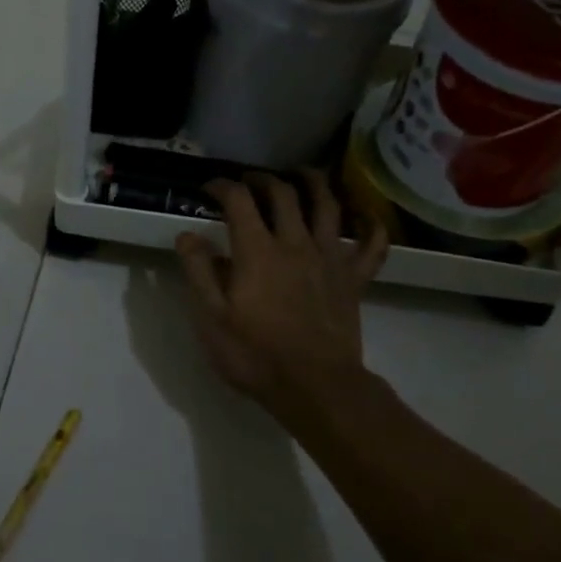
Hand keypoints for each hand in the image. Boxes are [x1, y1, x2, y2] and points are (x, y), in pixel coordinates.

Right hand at [175, 172, 386, 423]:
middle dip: (263, 178)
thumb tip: (188, 235)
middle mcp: (295, 243)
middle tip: (249, 180)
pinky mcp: (354, 279)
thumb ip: (198, 272)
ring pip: (328, 205)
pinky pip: (372, 245)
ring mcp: (330, 259)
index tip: (209, 187)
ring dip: (314, 182)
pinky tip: (365, 216)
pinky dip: (371, 226)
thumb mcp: (210, 318)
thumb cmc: (255, 355)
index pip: (238, 201)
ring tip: (302, 174)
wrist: (315, 387)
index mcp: (257, 252)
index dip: (222, 186)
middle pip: (283, 194)